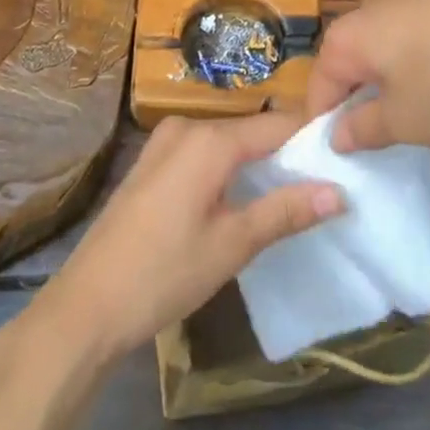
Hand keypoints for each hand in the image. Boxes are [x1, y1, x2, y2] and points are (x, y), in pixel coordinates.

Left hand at [24, 113, 343, 365]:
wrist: (86, 305)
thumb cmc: (164, 273)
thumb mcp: (232, 245)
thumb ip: (285, 211)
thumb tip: (338, 192)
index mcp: (210, 139)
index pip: (276, 124)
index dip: (309, 138)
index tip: (342, 156)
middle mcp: (187, 127)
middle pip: (250, 130)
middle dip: (284, 152)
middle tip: (322, 182)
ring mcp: (164, 142)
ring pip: (226, 141)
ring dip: (256, 162)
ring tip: (290, 192)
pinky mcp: (151, 162)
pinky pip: (202, 152)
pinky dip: (227, 168)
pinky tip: (240, 198)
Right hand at [305, 0, 429, 151]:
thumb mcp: (405, 119)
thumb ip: (364, 130)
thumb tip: (337, 134)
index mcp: (345, 39)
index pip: (318, 89)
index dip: (326, 127)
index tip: (347, 161)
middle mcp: (364, 10)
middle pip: (352, 66)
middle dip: (365, 103)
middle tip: (390, 141)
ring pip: (385, 51)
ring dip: (396, 83)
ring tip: (428, 115)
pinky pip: (415, 37)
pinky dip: (423, 62)